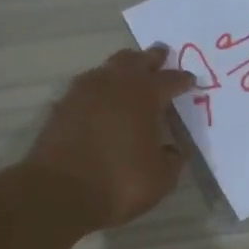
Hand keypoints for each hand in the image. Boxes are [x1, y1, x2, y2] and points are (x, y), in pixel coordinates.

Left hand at [27, 47, 197, 227]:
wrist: (59, 193)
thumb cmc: (118, 184)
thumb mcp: (160, 178)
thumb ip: (172, 159)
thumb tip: (175, 149)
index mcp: (144, 96)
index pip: (169, 80)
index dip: (182, 80)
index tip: (190, 80)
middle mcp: (114, 85)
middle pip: (136, 61)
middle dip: (151, 58)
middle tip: (160, 55)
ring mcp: (83, 93)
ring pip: (107, 67)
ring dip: (122, 66)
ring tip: (130, 69)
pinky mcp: (62, 106)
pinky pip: (86, 85)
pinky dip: (99, 85)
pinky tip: (100, 94)